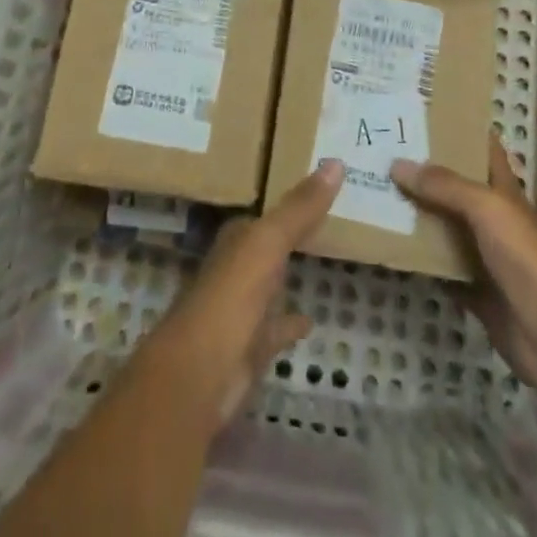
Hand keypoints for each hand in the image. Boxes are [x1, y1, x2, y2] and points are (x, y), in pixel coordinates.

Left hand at [146, 160, 344, 426]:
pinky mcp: (251, 348)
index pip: (264, 213)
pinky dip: (291, 323)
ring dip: (289, 274)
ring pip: (271, 284)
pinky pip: (277, 329)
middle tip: (329, 217)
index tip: (318, 186)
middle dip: (290, 234)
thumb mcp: (268, 242)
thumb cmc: (231, 296)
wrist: (200, 375)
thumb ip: (300, 207)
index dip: (288, 201)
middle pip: (267, 246)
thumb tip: (336, 161)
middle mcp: (236, 268)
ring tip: (325, 260)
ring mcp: (242, 309)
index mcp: (236, 239)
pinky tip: (311, 320)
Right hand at [392, 136, 536, 394]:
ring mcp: (483, 256)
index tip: (421, 112)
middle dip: (422, 171)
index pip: (481, 148)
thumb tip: (397, 164)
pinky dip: (417, 260)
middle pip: (453, 187)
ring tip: (374, 192)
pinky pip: (438, 269)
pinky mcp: (473, 291)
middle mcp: (491, 218)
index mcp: (501, 190)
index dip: (457, 128)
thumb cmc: (526, 257)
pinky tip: (388, 247)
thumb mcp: (486, 208)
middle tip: (381, 151)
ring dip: (415, 214)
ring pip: (442, 227)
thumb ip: (444, 185)